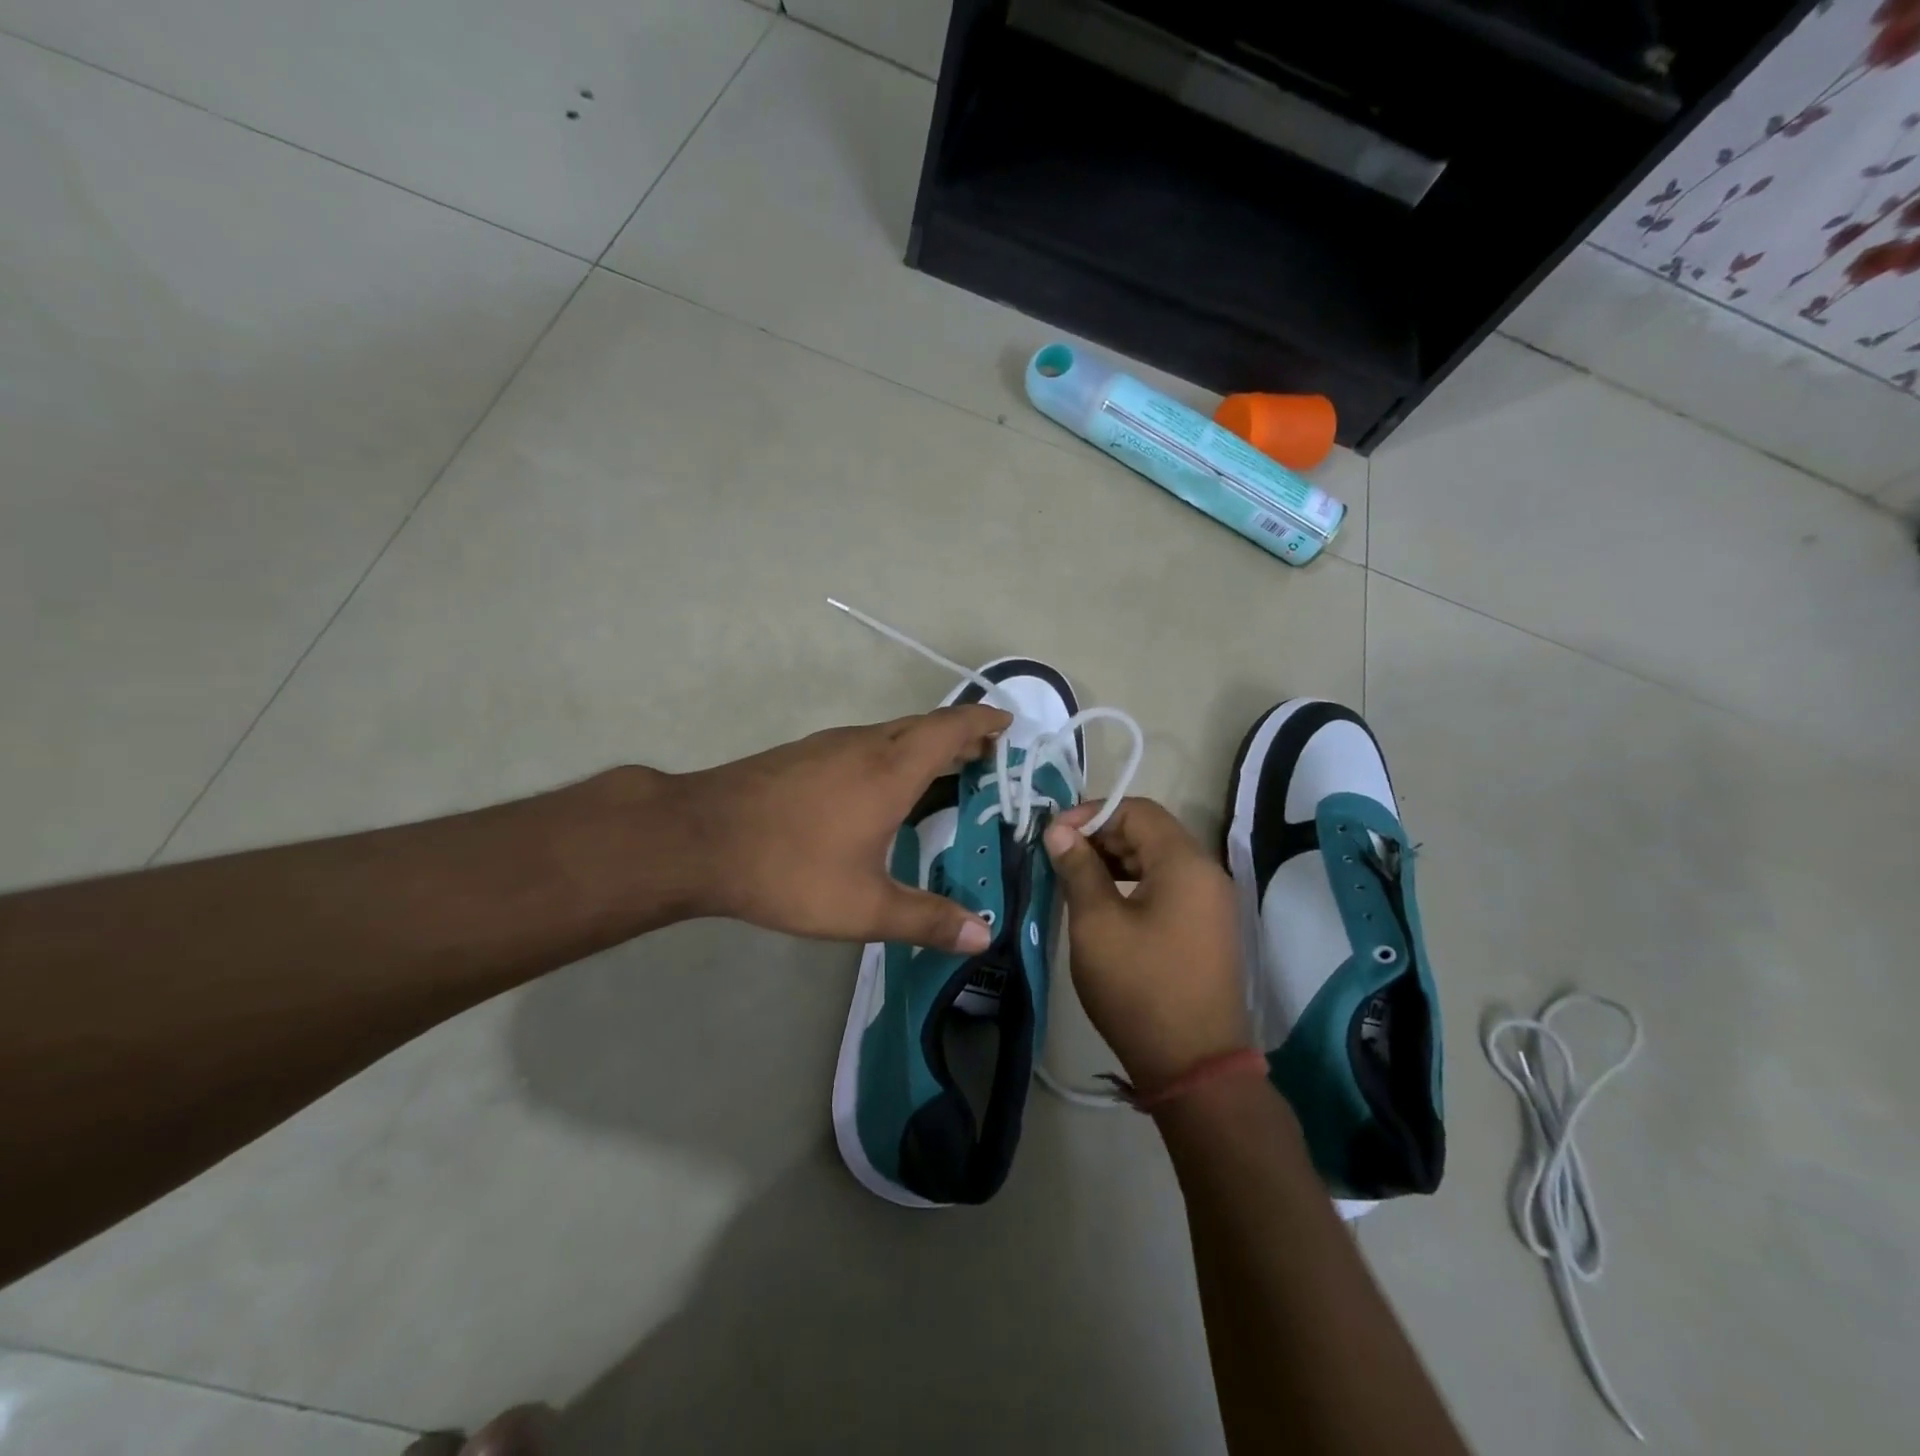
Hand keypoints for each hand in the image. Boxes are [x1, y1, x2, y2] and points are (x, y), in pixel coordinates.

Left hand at [670, 704, 1010, 951]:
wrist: (697, 838)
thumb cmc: (790, 868)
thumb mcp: (864, 906)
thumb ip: (926, 920)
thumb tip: (984, 936)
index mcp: (891, 770)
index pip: (951, 728)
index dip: (983, 723)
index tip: (1007, 726)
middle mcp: (865, 745)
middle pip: (925, 726)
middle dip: (960, 737)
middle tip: (986, 758)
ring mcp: (829, 745)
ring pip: (892, 733)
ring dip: (924, 745)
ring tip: (944, 771)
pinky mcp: (802, 755)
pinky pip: (864, 743)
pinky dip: (892, 754)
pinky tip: (880, 787)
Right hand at [1044, 797, 1251, 1091]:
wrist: (1194, 1065)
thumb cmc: (1139, 987)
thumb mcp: (1097, 924)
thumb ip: (1079, 869)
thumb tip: (1059, 830)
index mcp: (1185, 863)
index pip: (1138, 810)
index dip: (1092, 814)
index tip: (1055, 835)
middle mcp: (1207, 873)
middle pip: (1151, 832)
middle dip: (1103, 835)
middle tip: (1060, 856)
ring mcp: (1212, 903)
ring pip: (1159, 860)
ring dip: (1117, 860)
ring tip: (1077, 878)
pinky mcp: (1208, 928)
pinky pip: (1170, 887)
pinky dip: (1135, 883)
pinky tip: (1106, 903)